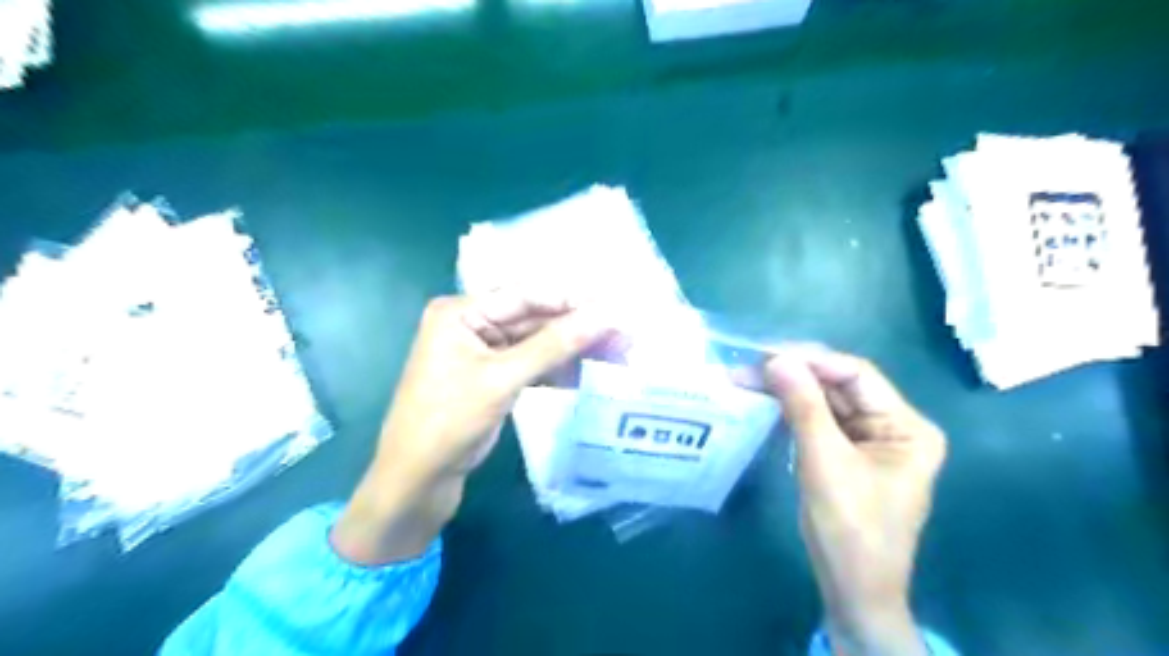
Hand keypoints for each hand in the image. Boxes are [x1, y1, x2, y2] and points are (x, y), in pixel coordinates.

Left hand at [327, 293, 600, 562]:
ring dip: (571, 350)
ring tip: (614, 353)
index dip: (572, 301)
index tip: (615, 307)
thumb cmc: (449, 421)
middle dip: (576, 328)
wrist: (416, 481)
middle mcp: (471, 324)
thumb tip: (605, 315)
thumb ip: (554, 345)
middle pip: (533, 318)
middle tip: (622, 333)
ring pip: (535, 343)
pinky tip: (586, 373)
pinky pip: (530, 365)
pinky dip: (556, 369)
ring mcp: (482, 352)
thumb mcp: (503, 379)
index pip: (526, 295)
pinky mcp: (491, 378)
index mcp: (461, 312)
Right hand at [769, 345, 948, 652]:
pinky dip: (791, 410)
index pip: (857, 375)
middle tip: (748, 366)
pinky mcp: (846, 454)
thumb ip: (804, 406)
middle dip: (794, 374)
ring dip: (788, 390)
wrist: (853, 591)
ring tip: (747, 378)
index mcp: (907, 426)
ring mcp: (869, 440)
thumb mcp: (825, 463)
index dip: (811, 360)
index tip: (766, 354)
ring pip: (825, 401)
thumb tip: (776, 359)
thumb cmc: (850, 529)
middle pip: (839, 386)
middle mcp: (893, 426)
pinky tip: (764, 400)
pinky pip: (818, 421)